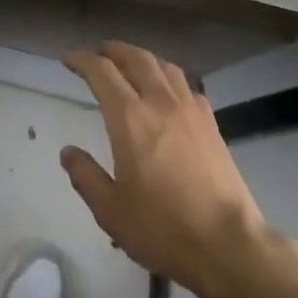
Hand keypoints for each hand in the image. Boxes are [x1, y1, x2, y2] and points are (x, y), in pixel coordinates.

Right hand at [61, 41, 274, 297]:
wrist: (229, 246)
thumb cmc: (163, 229)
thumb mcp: (111, 211)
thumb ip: (86, 176)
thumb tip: (69, 152)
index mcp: (129, 118)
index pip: (101, 72)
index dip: (82, 60)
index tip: (68, 59)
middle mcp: (160, 103)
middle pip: (136, 59)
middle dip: (114, 51)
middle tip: (99, 53)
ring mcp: (191, 111)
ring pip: (165, 67)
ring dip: (143, 59)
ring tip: (132, 67)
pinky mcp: (212, 125)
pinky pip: (187, 87)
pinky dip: (170, 79)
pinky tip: (168, 94)